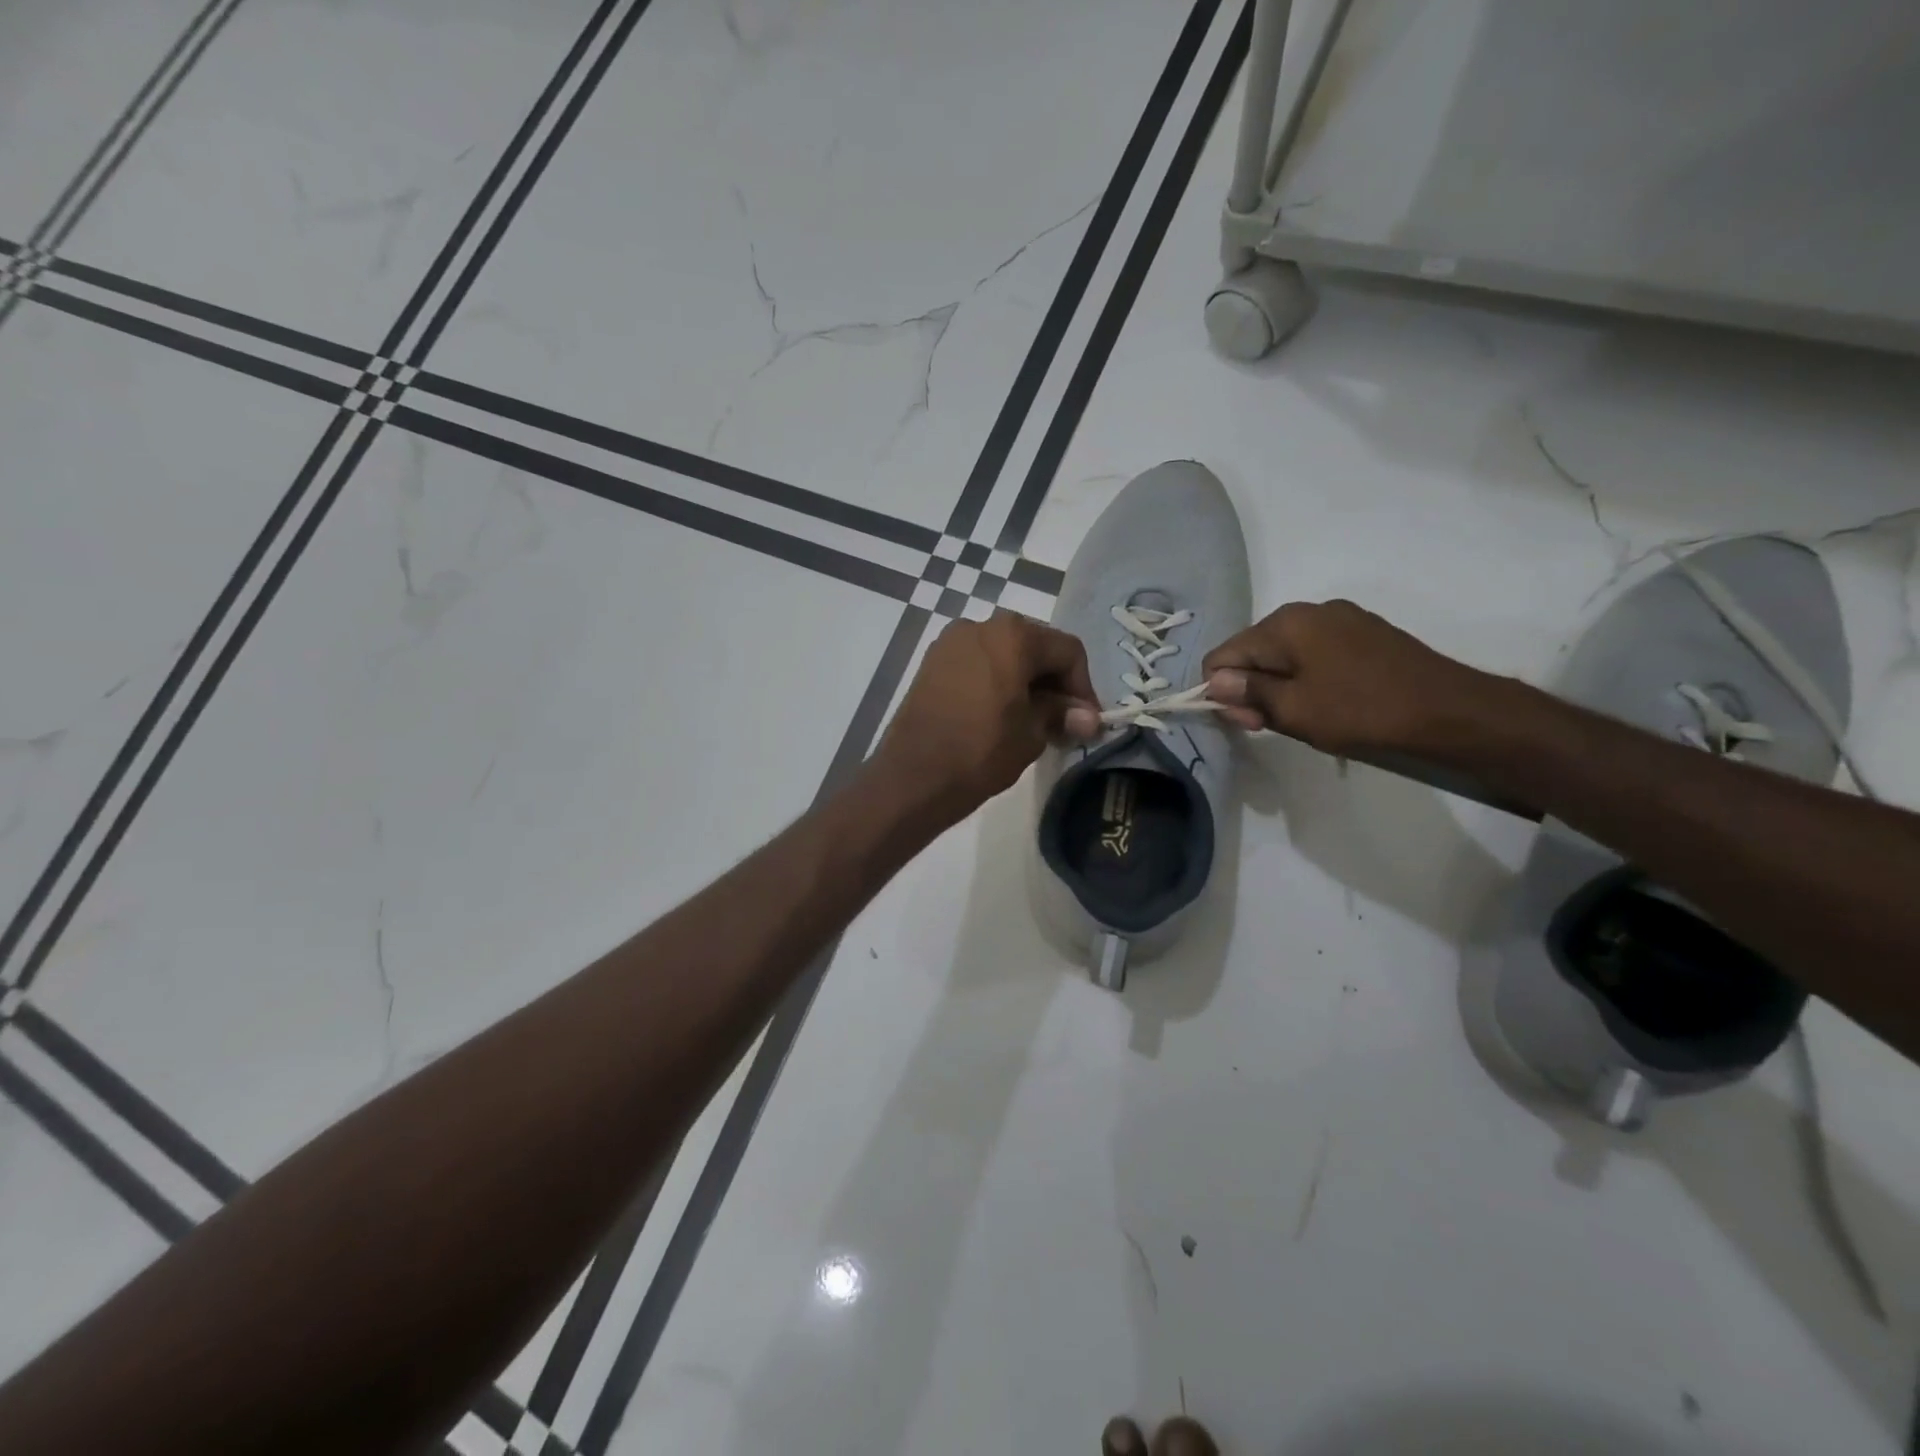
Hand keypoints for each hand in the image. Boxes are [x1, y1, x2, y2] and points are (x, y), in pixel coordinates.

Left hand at [877, 611, 1099, 817]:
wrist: (913, 776)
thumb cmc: (981, 750)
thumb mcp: (1031, 734)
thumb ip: (1062, 716)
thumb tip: (1089, 719)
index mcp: (1013, 635)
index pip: (1067, 651)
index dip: (1084, 687)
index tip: (1087, 722)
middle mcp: (980, 625)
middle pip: (1034, 646)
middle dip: (1054, 682)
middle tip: (1064, 722)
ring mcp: (950, 642)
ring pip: (1004, 654)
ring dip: (1025, 682)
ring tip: (1033, 722)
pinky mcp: (931, 663)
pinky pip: (977, 664)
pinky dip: (996, 682)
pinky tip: (1000, 715)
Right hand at [1202, 599, 1494, 756]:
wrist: (1448, 710)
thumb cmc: (1361, 711)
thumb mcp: (1293, 710)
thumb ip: (1247, 692)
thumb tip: (1214, 681)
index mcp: (1284, 623)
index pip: (1223, 655)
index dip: (1224, 692)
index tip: (1250, 723)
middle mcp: (1307, 610)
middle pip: (1253, 651)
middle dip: (1252, 688)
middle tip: (1272, 725)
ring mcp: (1340, 618)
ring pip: (1285, 653)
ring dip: (1280, 685)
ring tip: (1305, 715)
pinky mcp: (1364, 632)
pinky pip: (1315, 652)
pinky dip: (1308, 676)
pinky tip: (1328, 701)